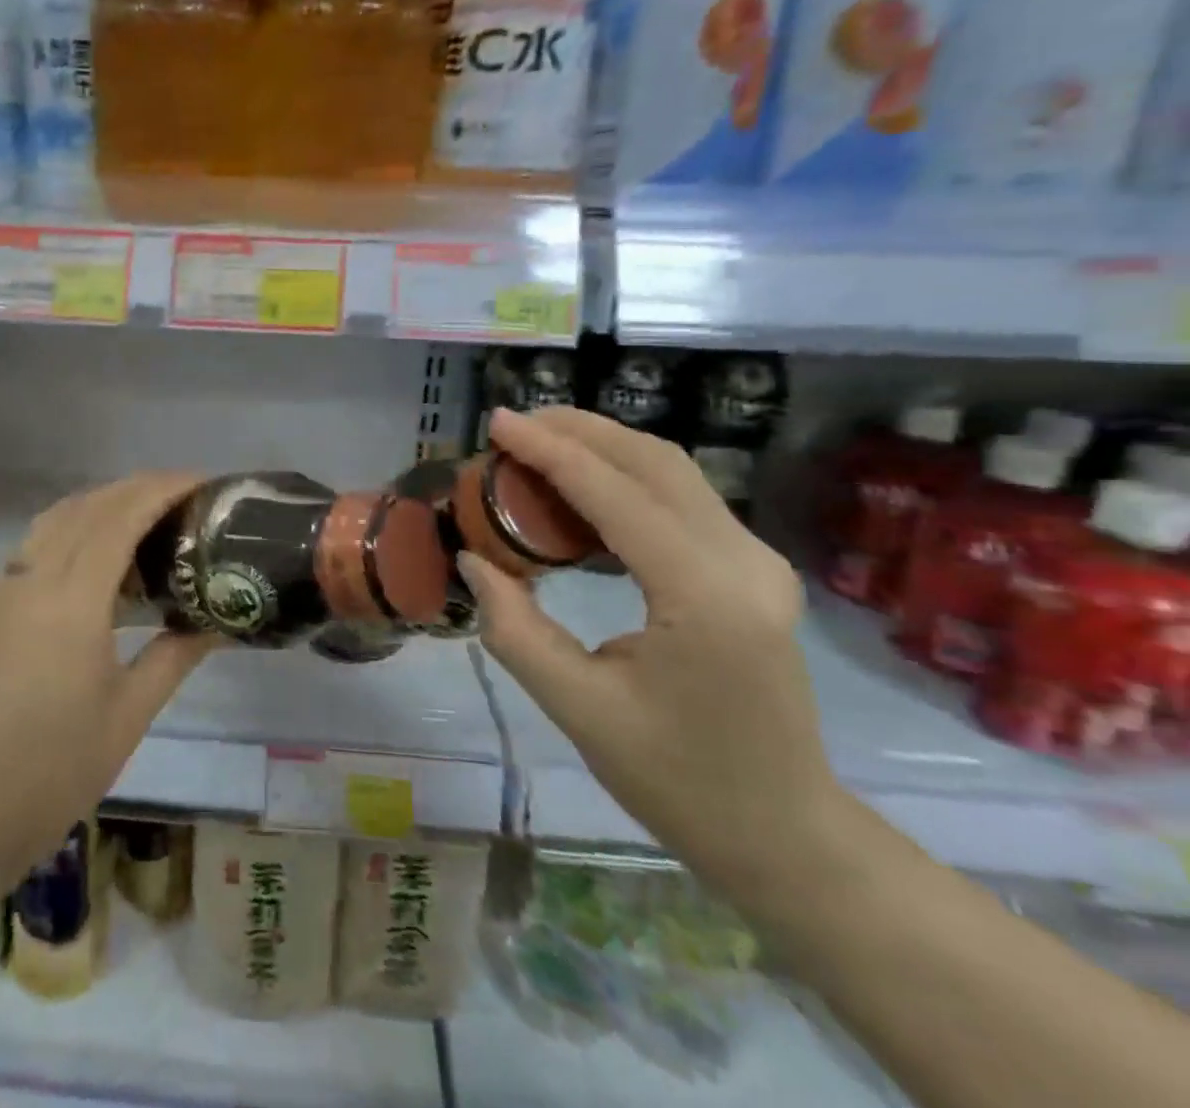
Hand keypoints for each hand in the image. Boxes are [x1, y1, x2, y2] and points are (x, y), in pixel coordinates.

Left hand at [0, 473, 217, 876]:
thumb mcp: (131, 712)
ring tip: (144, 517)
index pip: (120, 518)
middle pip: (87, 506)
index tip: (200, 481)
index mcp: (70, 603)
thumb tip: (219, 622)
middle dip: (135, 488)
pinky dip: (71, 531)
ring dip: (101, 504)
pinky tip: (94, 560)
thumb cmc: (59, 768)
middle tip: (180, 493)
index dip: (161, 490)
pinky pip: (32, 546)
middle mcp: (29, 579)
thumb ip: (176, 654)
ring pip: (55, 519)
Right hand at [458, 408, 847, 899]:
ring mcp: (758, 563)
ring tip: (537, 444)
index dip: (551, 451)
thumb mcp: (577, 708)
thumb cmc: (677, 781)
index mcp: (705, 599)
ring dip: (602, 446)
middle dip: (579, 431)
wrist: (783, 833)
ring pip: (673, 471)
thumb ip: (514, 627)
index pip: (617, 495)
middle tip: (513, 426)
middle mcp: (744, 564)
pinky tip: (580, 486)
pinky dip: (625, 476)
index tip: (497, 423)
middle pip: (655, 462)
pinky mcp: (753, 570)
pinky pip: (682, 498)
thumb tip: (472, 557)